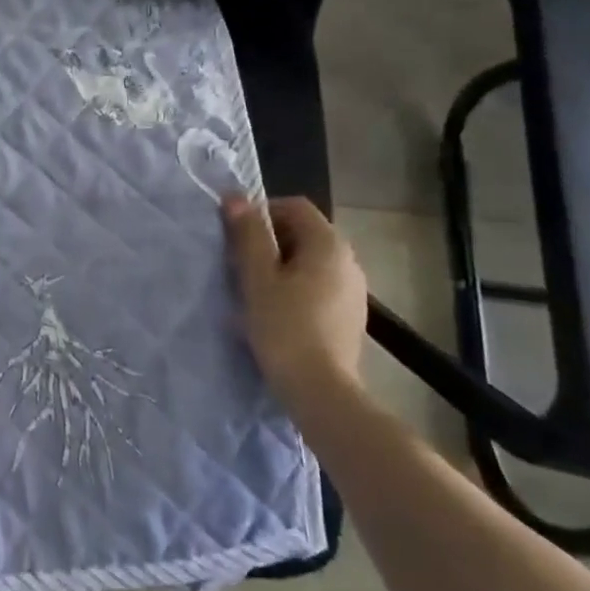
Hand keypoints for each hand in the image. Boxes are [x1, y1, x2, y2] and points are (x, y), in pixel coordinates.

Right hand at [223, 196, 368, 414]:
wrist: (321, 393)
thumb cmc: (285, 327)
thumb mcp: (257, 277)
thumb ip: (248, 234)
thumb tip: (235, 197)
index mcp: (328, 244)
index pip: (294, 206)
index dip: (262, 212)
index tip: (237, 236)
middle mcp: (348, 261)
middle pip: (303, 233)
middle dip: (269, 242)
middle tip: (240, 265)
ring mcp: (354, 290)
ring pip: (310, 262)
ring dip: (280, 267)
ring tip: (254, 292)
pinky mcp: (351, 317)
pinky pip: (319, 287)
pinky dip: (296, 289)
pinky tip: (277, 315)